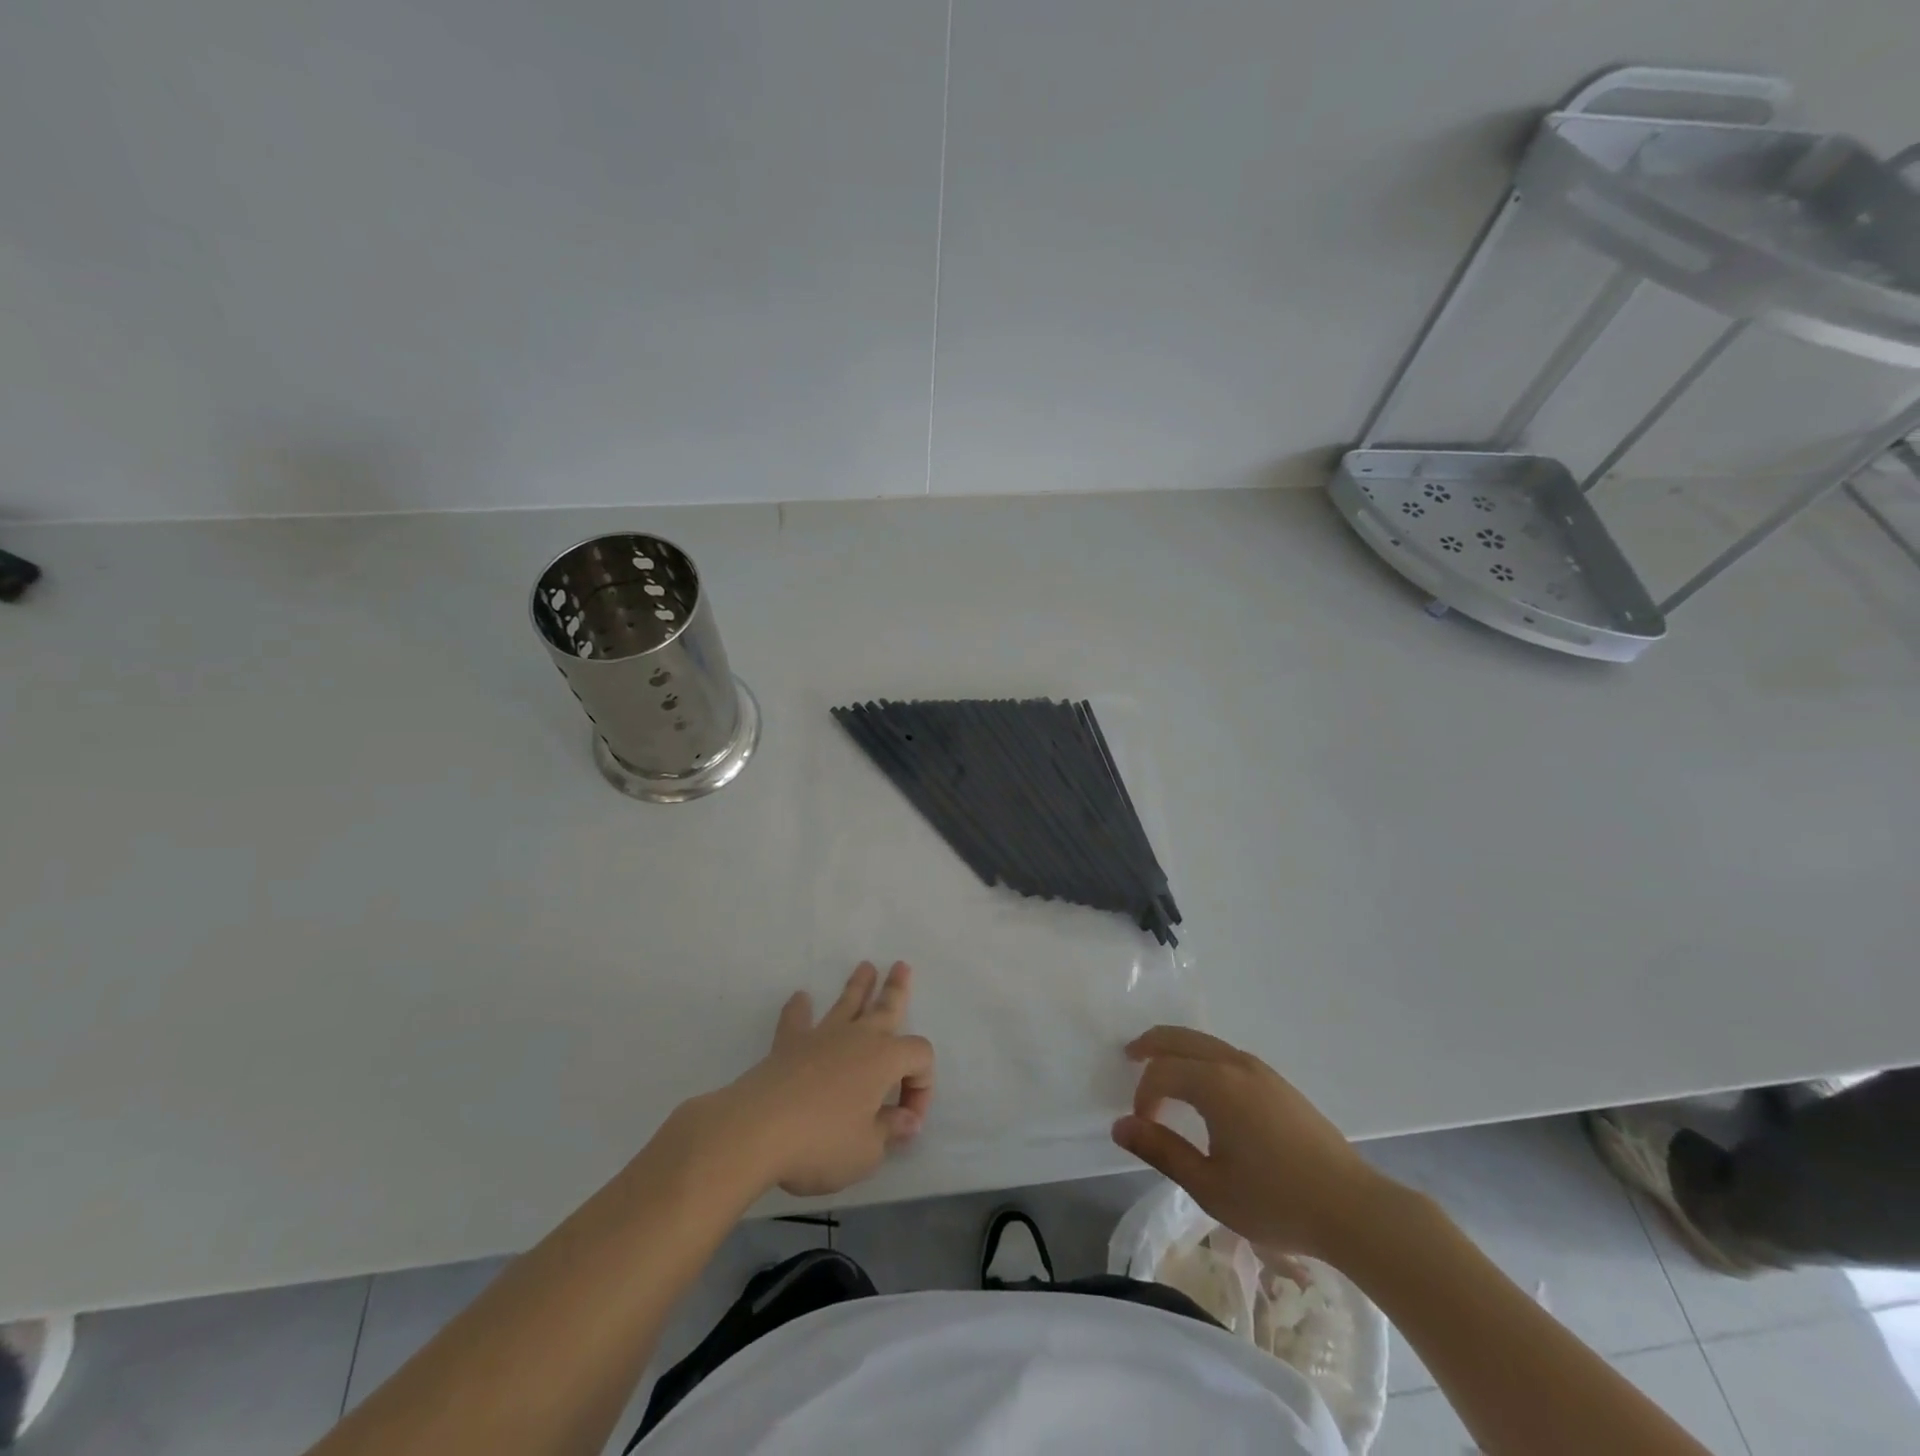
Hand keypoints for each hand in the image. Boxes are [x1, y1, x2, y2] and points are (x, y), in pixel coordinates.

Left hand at [701, 961, 934, 1197]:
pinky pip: (797, 1019)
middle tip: (902, 967)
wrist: (758, 1130)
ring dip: (858, 986)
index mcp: (885, 1059)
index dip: (922, 1086)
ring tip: (866, 967)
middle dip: (896, 989)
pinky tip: (800, 998)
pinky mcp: (789, 1044)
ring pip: (846, 1004)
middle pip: (886, 1007)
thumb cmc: (821, 1143)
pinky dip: (799, 1009)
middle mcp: (858, 1038)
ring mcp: (821, 1037)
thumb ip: (890, 1130)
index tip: (906, 1122)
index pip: (920, 1057)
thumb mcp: (866, 1151)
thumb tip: (907, 1120)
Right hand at [1111, 1026, 1389, 1260]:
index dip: (1144, 1095)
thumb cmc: (1276, 1201)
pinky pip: (1227, 1055)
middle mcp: (1235, 1064)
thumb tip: (1120, 1126)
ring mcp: (1261, 1070)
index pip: (1162, 1072)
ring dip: (1178, 1050)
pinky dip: (1202, 1058)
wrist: (1354, 1209)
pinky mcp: (1278, 1083)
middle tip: (1129, 1057)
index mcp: (1215, 1084)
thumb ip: (1161, 1151)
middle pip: (1182, 1038)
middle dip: (1152, 1045)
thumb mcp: (1209, 1186)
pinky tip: (1204, 1087)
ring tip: (1162, 1070)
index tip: (1142, 1127)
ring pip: (1206, 1042)